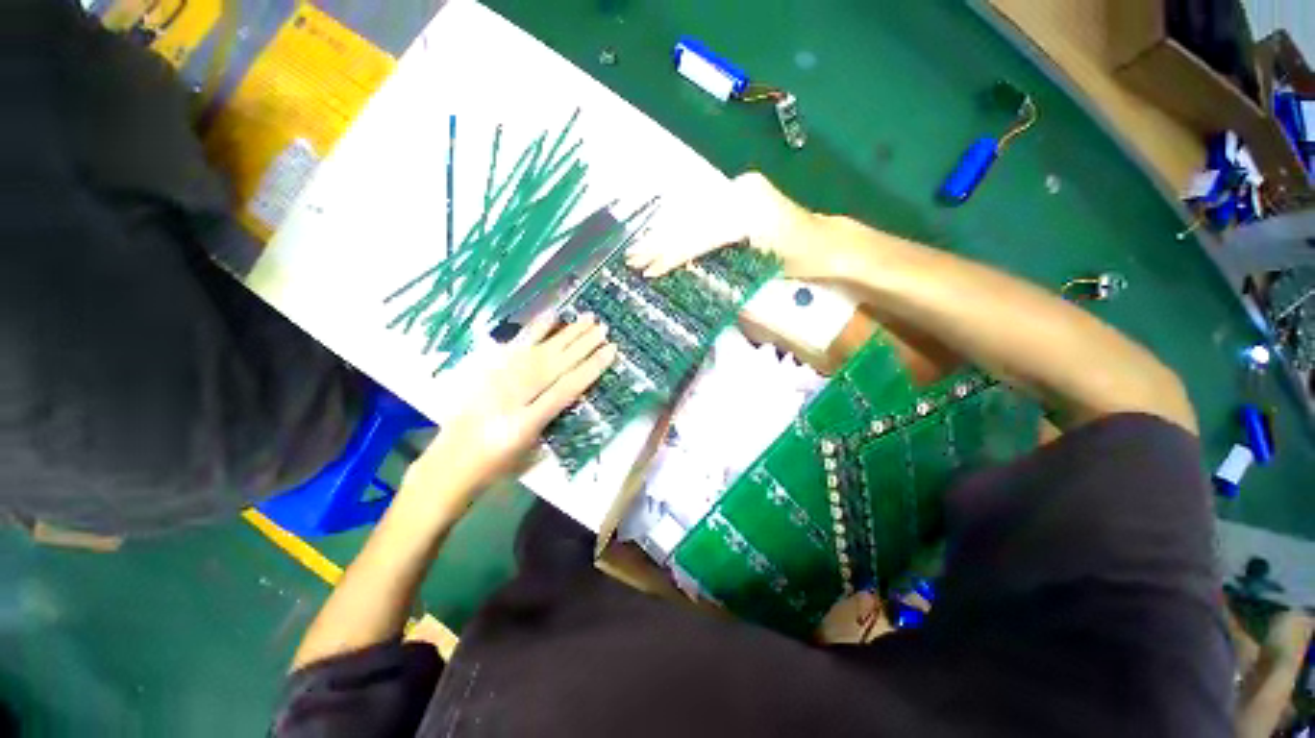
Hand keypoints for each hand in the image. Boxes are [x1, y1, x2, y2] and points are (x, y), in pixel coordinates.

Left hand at [402, 315, 617, 514]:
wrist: (448, 465)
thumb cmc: (495, 468)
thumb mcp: (531, 451)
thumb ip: (552, 418)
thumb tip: (572, 389)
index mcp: (524, 424)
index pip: (566, 389)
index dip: (591, 368)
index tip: (611, 350)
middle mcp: (511, 398)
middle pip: (553, 365)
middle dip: (581, 344)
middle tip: (602, 327)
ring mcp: (496, 382)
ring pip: (537, 352)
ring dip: (564, 333)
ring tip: (585, 318)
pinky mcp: (486, 373)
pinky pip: (513, 347)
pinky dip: (533, 330)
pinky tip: (549, 316)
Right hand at [626, 171, 824, 278]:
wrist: (824, 241)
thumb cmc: (799, 263)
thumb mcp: (758, 271)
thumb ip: (719, 266)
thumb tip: (682, 271)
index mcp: (748, 211)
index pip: (700, 236)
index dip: (673, 255)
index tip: (650, 271)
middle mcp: (741, 191)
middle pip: (691, 220)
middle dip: (660, 243)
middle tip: (633, 259)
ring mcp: (740, 188)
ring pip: (693, 213)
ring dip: (665, 234)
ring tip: (640, 250)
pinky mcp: (738, 192)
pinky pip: (703, 210)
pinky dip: (682, 227)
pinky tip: (663, 237)